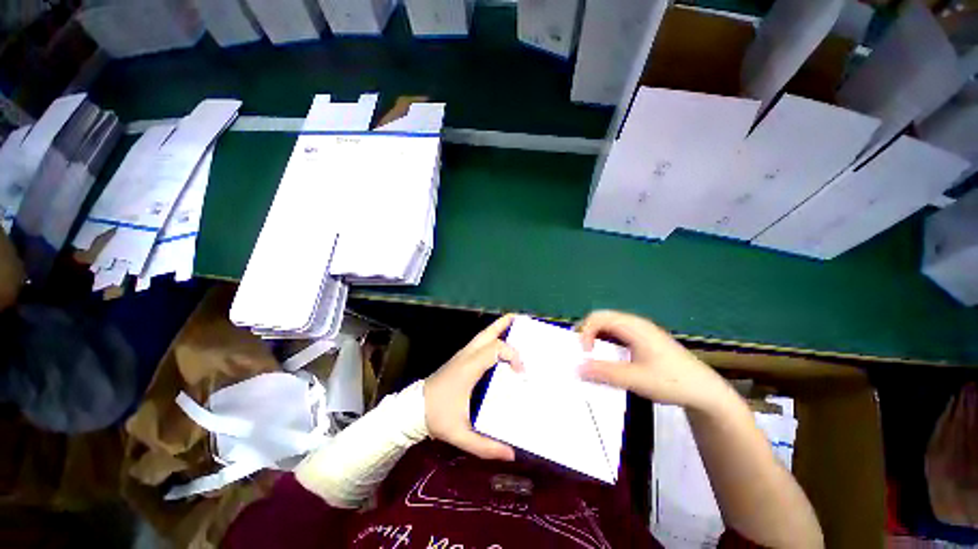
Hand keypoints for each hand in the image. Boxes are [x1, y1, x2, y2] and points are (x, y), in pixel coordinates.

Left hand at [424, 314, 522, 460]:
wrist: (413, 409)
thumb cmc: (438, 417)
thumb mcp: (461, 435)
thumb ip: (486, 446)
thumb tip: (512, 454)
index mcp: (469, 368)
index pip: (495, 349)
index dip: (512, 355)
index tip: (521, 373)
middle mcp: (467, 356)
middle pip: (488, 333)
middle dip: (504, 325)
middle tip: (520, 322)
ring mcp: (462, 354)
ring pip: (482, 334)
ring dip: (498, 328)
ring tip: (512, 323)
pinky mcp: (460, 357)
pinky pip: (479, 341)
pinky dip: (491, 336)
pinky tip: (498, 341)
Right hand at [577, 310, 729, 410]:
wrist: (705, 391)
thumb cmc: (672, 381)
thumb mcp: (636, 379)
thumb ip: (604, 373)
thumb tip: (576, 368)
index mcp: (633, 327)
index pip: (598, 318)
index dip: (585, 332)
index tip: (585, 354)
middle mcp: (635, 323)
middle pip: (601, 317)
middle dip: (587, 331)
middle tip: (582, 351)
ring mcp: (640, 330)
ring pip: (609, 324)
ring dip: (596, 336)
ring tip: (592, 354)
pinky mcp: (644, 339)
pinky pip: (617, 332)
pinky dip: (606, 340)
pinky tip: (609, 355)